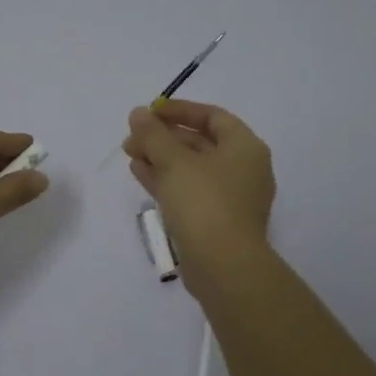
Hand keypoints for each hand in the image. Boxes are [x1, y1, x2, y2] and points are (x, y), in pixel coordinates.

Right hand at [123, 99, 274, 291]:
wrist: (223, 266)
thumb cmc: (204, 203)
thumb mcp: (174, 162)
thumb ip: (154, 134)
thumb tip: (138, 113)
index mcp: (245, 147)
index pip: (212, 116)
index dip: (179, 110)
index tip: (149, 112)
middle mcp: (243, 169)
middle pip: (200, 142)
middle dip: (164, 137)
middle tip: (132, 136)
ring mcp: (230, 197)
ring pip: (192, 168)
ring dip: (161, 158)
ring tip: (129, 153)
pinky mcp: (216, 220)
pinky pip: (189, 190)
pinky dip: (166, 180)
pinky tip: (139, 173)